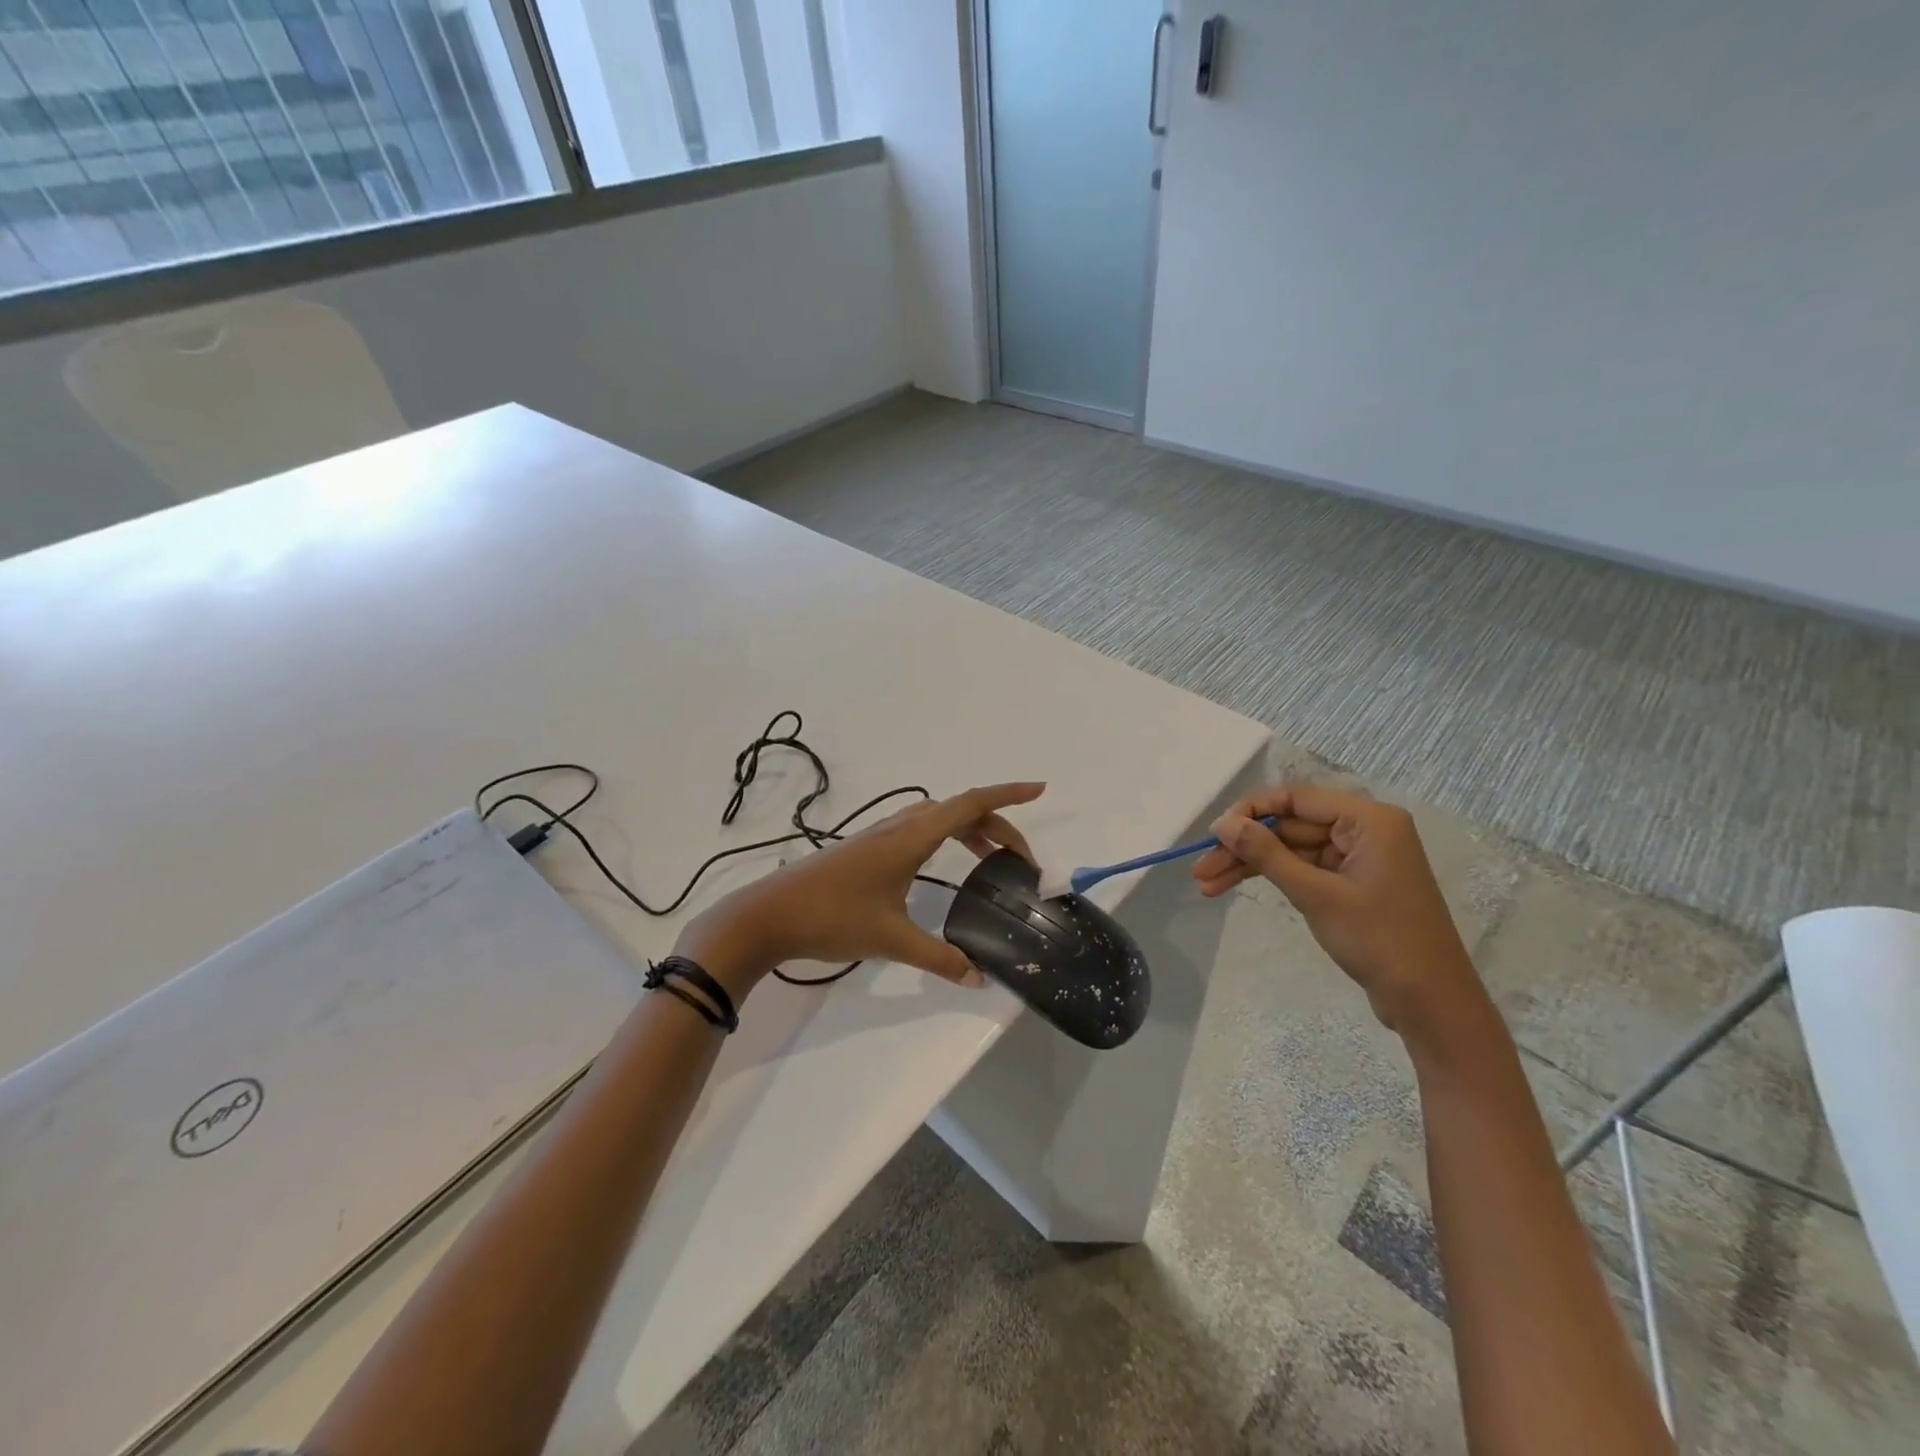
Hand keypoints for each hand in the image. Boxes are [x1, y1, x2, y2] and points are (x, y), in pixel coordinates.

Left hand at [675, 782, 1045, 1000]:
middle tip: (1021, 860)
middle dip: (996, 826)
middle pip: (959, 810)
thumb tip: (979, 978)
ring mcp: (879, 835)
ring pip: (936, 818)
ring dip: (969, 829)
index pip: (970, 805)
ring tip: (990, 859)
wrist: (768, 915)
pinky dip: (945, 836)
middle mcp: (899, 827)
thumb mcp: (892, 940)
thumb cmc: (832, 919)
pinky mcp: (866, 848)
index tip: (1039, 789)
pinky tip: (942, 864)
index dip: (1008, 795)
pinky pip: (919, 829)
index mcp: (911, 837)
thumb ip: (940, 959)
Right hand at [1193, 783, 1483, 1035]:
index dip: (1250, 812)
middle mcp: (1365, 829)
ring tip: (1206, 885)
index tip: (1213, 834)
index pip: (1296, 798)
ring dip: (1251, 866)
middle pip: (1289, 825)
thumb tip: (1223, 823)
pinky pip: (1304, 869)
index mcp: (1368, 819)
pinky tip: (1236, 887)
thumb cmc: (1379, 940)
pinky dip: (1273, 879)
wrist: (1430, 1003)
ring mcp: (1359, 857)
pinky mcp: (1353, 883)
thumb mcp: (1315, 894)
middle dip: (1244, 847)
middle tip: (1201, 869)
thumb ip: (1267, 854)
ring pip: (1291, 849)